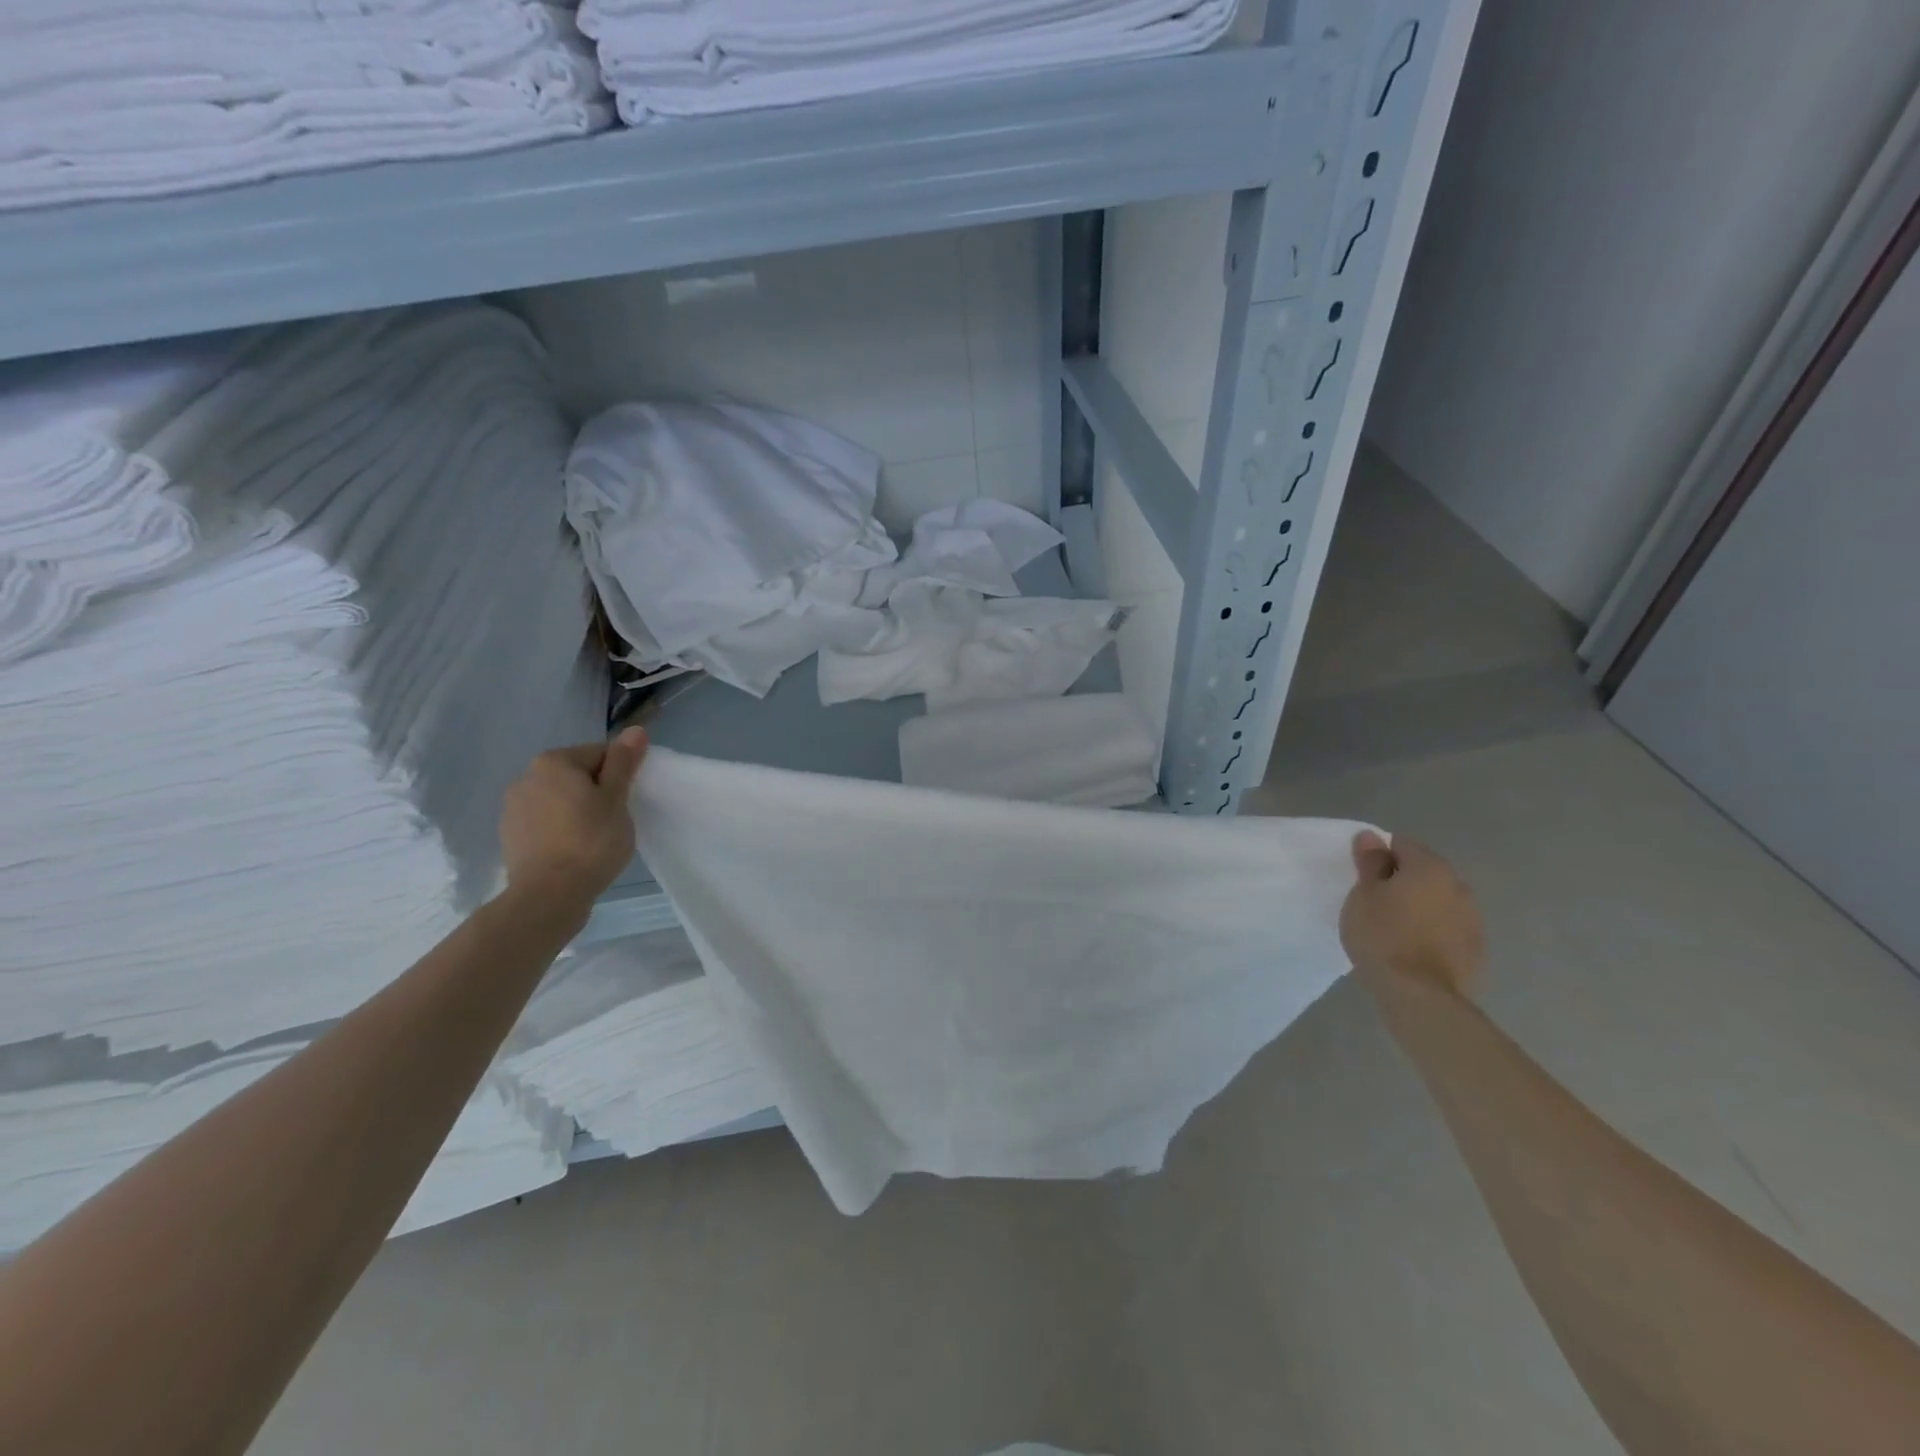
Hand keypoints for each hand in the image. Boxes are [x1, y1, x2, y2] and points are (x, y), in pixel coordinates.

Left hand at [498, 728, 648, 903]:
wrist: (549, 895)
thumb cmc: (591, 841)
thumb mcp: (616, 799)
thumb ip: (623, 763)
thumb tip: (635, 730)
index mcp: (554, 762)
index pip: (600, 754)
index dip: (620, 776)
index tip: (626, 802)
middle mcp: (526, 776)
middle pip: (576, 774)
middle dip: (596, 791)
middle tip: (613, 820)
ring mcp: (513, 807)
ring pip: (558, 798)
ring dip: (576, 809)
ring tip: (593, 838)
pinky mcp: (509, 834)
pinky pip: (544, 821)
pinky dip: (559, 828)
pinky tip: (572, 850)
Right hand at [1339, 830, 1484, 998]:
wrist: (1420, 995)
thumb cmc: (1383, 935)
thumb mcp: (1363, 895)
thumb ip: (1370, 862)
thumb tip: (1371, 837)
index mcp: (1430, 867)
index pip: (1401, 844)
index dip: (1378, 856)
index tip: (1362, 878)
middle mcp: (1458, 886)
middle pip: (1424, 872)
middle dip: (1402, 881)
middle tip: (1374, 903)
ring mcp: (1473, 920)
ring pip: (1439, 901)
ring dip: (1419, 907)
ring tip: (1393, 928)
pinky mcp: (1476, 950)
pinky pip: (1448, 929)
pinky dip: (1432, 932)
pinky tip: (1412, 949)